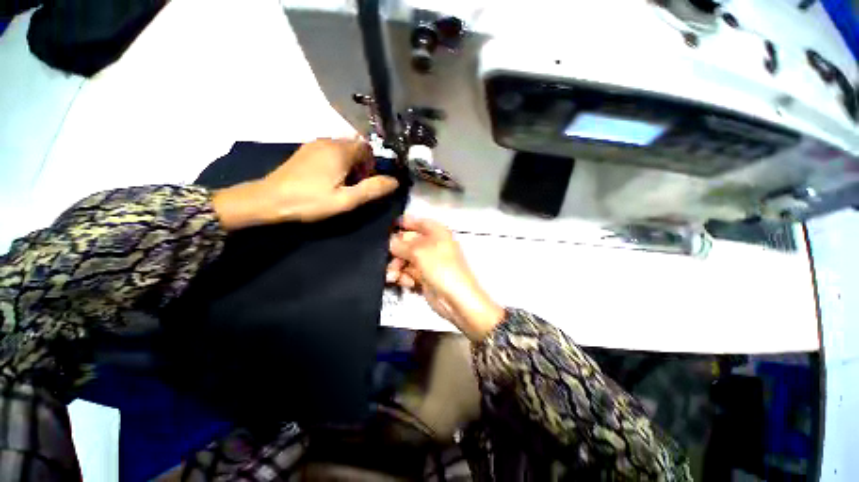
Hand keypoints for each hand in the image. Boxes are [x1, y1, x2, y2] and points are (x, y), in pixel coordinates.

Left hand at [212, 138, 398, 229]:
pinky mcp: (306, 151)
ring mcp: (314, 144)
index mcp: (340, 151)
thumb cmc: (310, 201)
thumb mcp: (346, 200)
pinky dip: (336, 162)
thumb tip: (395, 181)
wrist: (268, 200)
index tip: (365, 182)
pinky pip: (330, 151)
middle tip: (354, 186)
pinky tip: (327, 179)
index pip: (368, 148)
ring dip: (349, 164)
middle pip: (356, 147)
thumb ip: (372, 189)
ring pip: (343, 149)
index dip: (372, 165)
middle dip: (361, 165)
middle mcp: (329, 141)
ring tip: (341, 185)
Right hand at [387, 217, 504, 341]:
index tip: (388, 227)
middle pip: (408, 242)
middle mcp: (432, 244)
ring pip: (405, 259)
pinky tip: (405, 283)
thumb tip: (389, 242)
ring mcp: (428, 261)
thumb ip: (400, 244)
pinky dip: (404, 277)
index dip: (404, 223)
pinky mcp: (424, 277)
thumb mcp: (419, 251)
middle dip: (396, 250)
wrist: (455, 299)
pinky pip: (408, 272)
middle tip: (387, 258)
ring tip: (393, 276)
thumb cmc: (440, 268)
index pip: (418, 222)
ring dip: (397, 267)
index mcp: (436, 232)